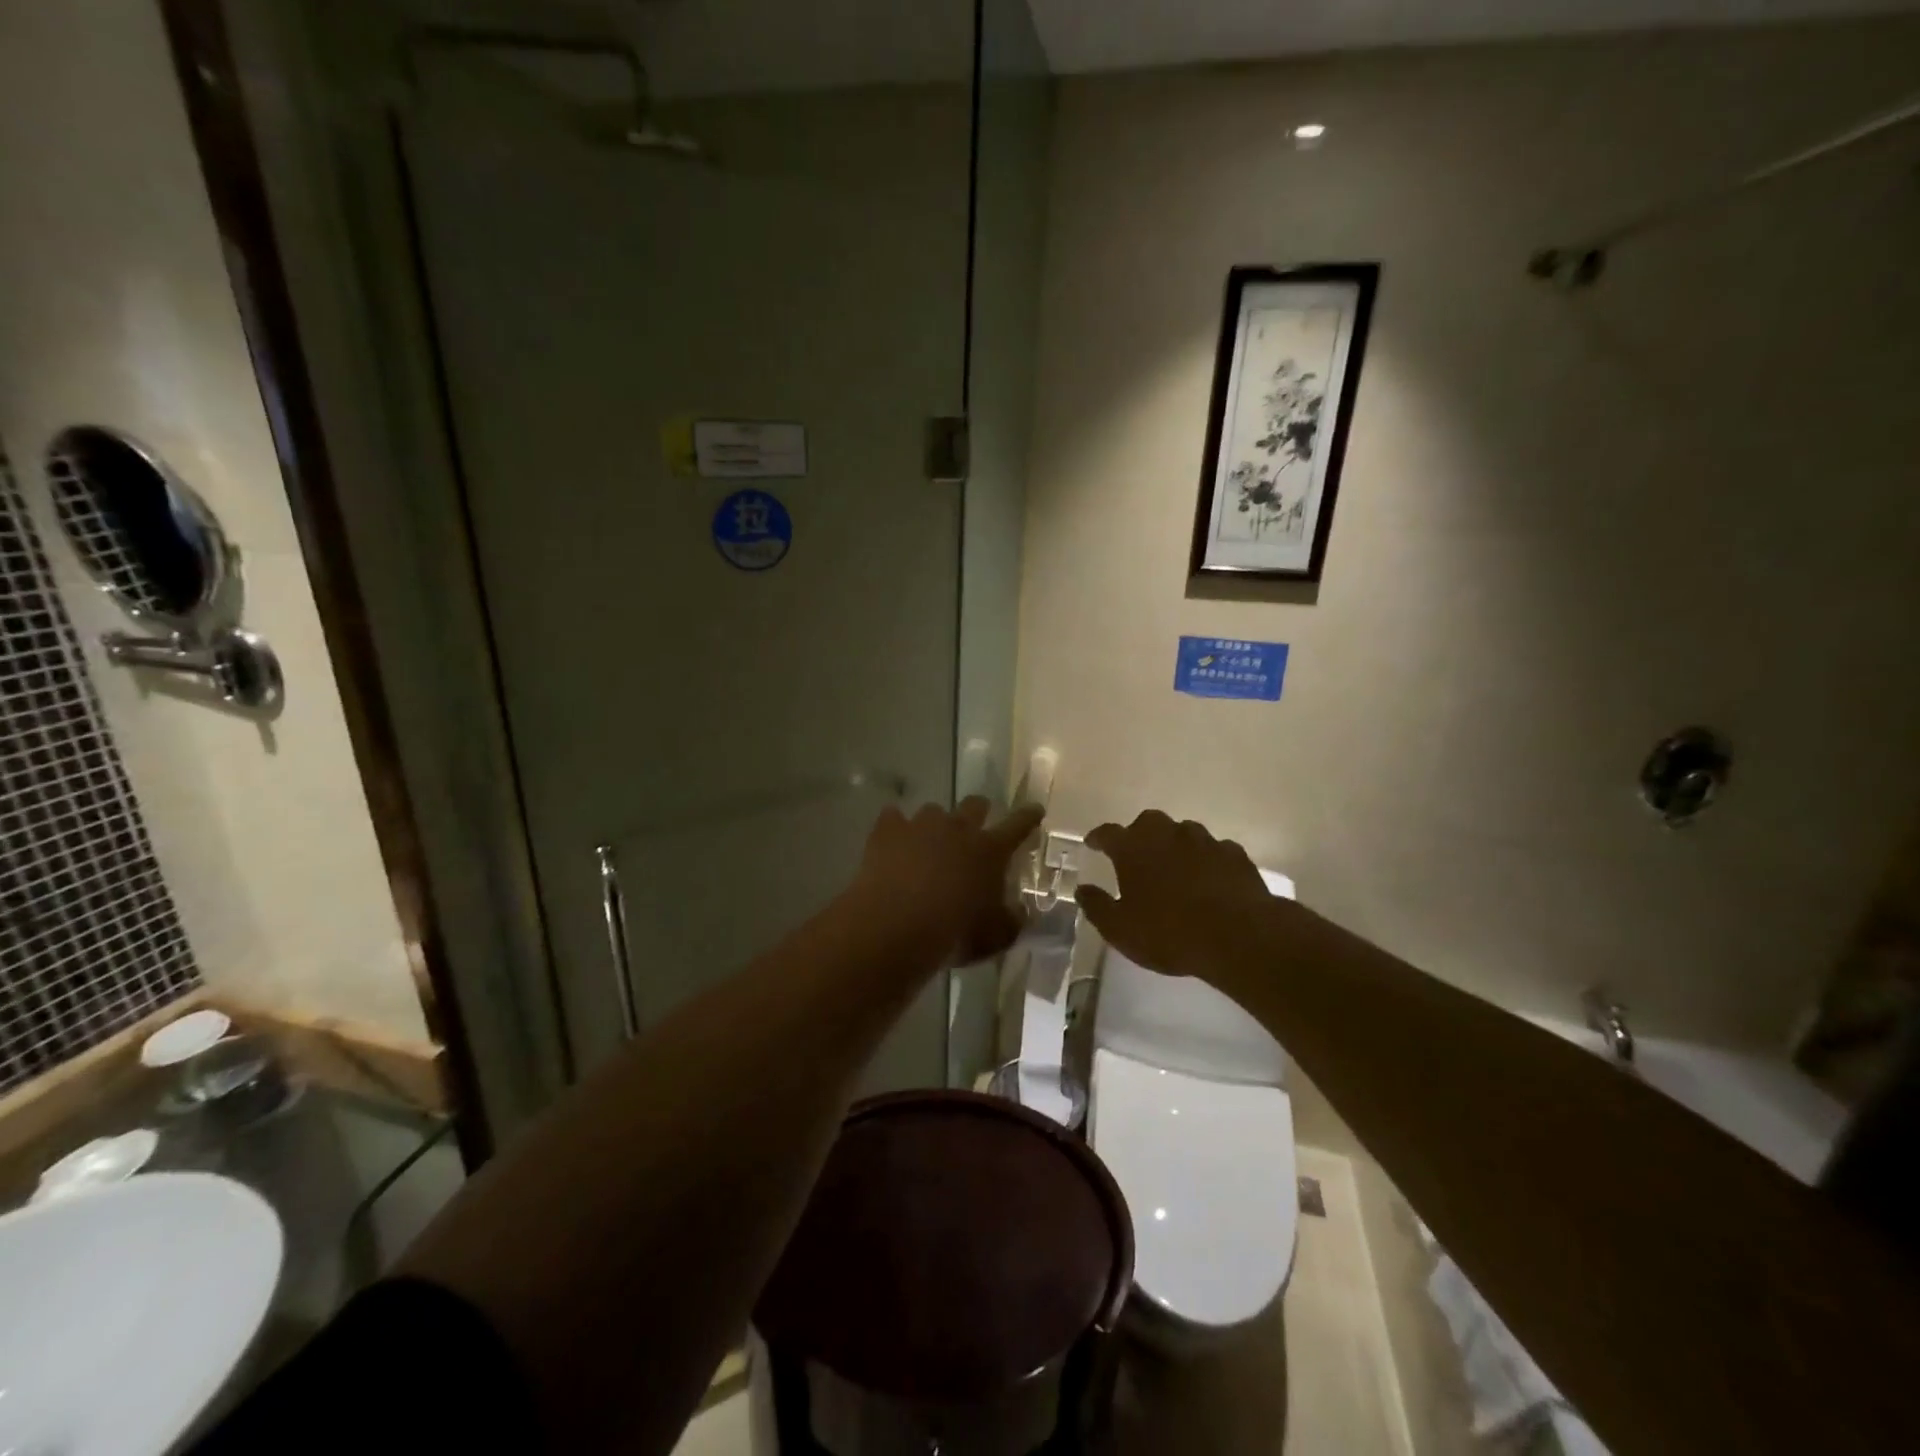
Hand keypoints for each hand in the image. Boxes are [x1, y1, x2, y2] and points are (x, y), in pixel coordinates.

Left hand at [849, 797, 1044, 968]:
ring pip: (933, 810)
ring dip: (935, 824)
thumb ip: (1011, 921)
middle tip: (976, 824)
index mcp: (990, 851)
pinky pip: (893, 817)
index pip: (1018, 826)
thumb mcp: (994, 937)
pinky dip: (895, 827)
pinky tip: (892, 841)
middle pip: (975, 805)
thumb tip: (1020, 912)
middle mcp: (958, 829)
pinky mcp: (888, 831)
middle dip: (979, 811)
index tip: (1035, 809)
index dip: (1029, 817)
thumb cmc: (954, 933)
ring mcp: (921, 826)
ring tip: (928, 842)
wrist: (895, 926)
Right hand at [1076, 810, 1279, 979]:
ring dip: (1175, 844)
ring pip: (1183, 832)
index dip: (1098, 838)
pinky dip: (1206, 860)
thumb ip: (1097, 906)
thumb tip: (1082, 889)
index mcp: (1133, 848)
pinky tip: (1209, 877)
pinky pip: (1214, 850)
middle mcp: (1167, 834)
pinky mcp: (1234, 854)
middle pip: (1147, 822)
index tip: (1092, 843)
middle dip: (1139, 835)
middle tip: (1136, 855)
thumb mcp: (1120, 929)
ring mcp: (1204, 840)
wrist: (1238, 936)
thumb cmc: (1169, 933)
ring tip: (1174, 866)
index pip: (1108, 833)